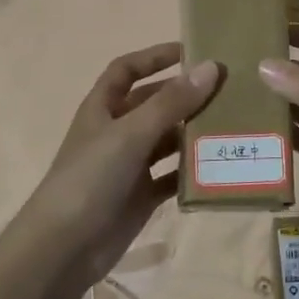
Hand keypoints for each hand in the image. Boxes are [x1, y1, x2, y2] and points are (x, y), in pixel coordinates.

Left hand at [13, 44, 221, 289]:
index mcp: (102, 108)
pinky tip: (221, 167)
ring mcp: (128, 166)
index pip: (126, 70)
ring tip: (233, 124)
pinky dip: (193, 171)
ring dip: (193, 132)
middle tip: (227, 90)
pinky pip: (172, 177)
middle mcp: (116, 132)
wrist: (64, 247)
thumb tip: (210, 68)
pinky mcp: (141, 196)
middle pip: (153, 104)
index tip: (191, 51)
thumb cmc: (91, 178)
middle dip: (184, 95)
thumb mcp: (131, 134)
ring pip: (166, 140)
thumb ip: (171, 102)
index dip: (154, 57)